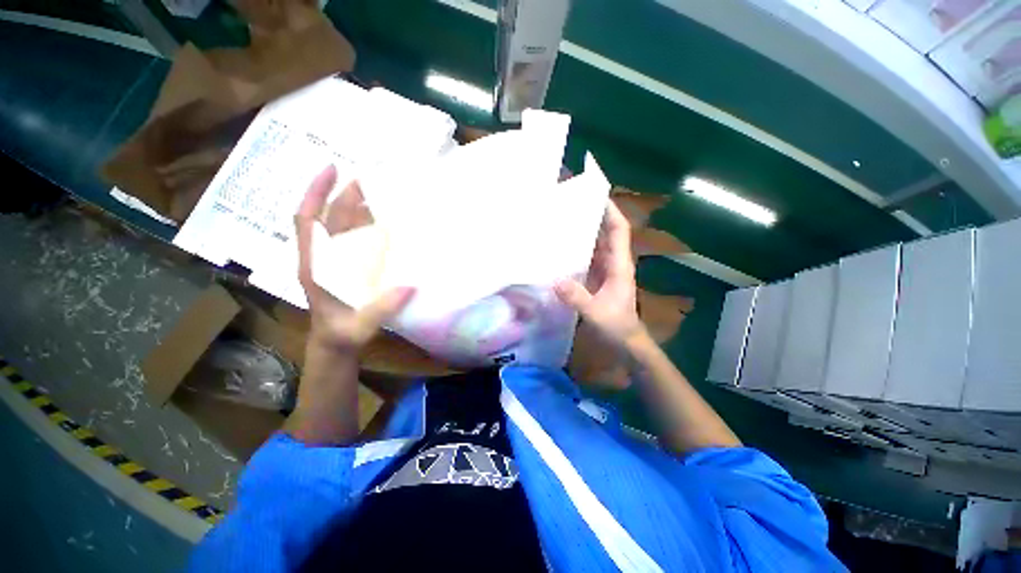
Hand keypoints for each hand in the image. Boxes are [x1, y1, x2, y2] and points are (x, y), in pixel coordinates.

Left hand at [294, 165, 414, 351]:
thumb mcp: (358, 328)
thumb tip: (409, 286)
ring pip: (342, 226)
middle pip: (329, 218)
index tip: (332, 168)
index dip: (316, 193)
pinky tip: (387, 224)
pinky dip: (369, 226)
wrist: (336, 343)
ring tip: (383, 196)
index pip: (307, 221)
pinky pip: (356, 239)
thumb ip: (379, 310)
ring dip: (358, 208)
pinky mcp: (349, 266)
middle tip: (371, 180)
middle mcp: (323, 257)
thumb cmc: (341, 335)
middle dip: (345, 195)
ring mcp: (336, 260)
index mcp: (314, 266)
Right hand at [555, 200, 644, 346]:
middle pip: (606, 233)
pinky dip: (577, 252)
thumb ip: (577, 298)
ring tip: (562, 222)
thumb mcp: (596, 313)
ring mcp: (605, 271)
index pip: (619, 231)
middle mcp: (613, 263)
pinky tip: (560, 251)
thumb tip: (555, 281)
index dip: (611, 211)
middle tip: (570, 205)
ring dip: (584, 233)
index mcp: (619, 265)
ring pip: (596, 246)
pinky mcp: (597, 280)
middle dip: (593, 217)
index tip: (596, 195)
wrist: (626, 343)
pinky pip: (587, 259)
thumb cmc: (617, 326)